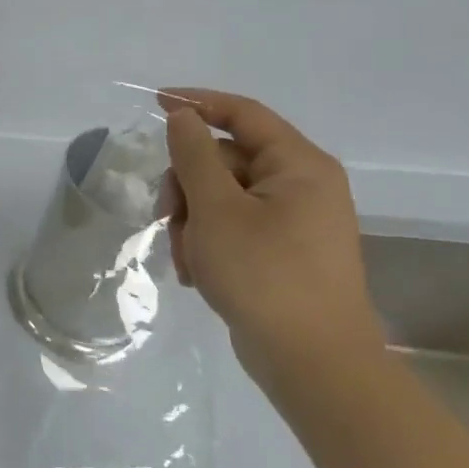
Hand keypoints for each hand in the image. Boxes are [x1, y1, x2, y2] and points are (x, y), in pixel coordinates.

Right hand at [157, 88, 384, 399]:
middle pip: (225, 159)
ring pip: (222, 196)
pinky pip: (233, 226)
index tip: (154, 103)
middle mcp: (302, 185)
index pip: (243, 113)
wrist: (313, 364)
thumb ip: (194, 155)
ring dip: (192, 220)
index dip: (197, 103)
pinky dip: (208, 242)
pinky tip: (197, 271)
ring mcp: (294, 221)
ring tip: (185, 257)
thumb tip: (183, 117)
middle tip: (167, 216)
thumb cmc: (265, 274)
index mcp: (299, 166)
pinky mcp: (282, 251)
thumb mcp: (216, 208)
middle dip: (187, 185)